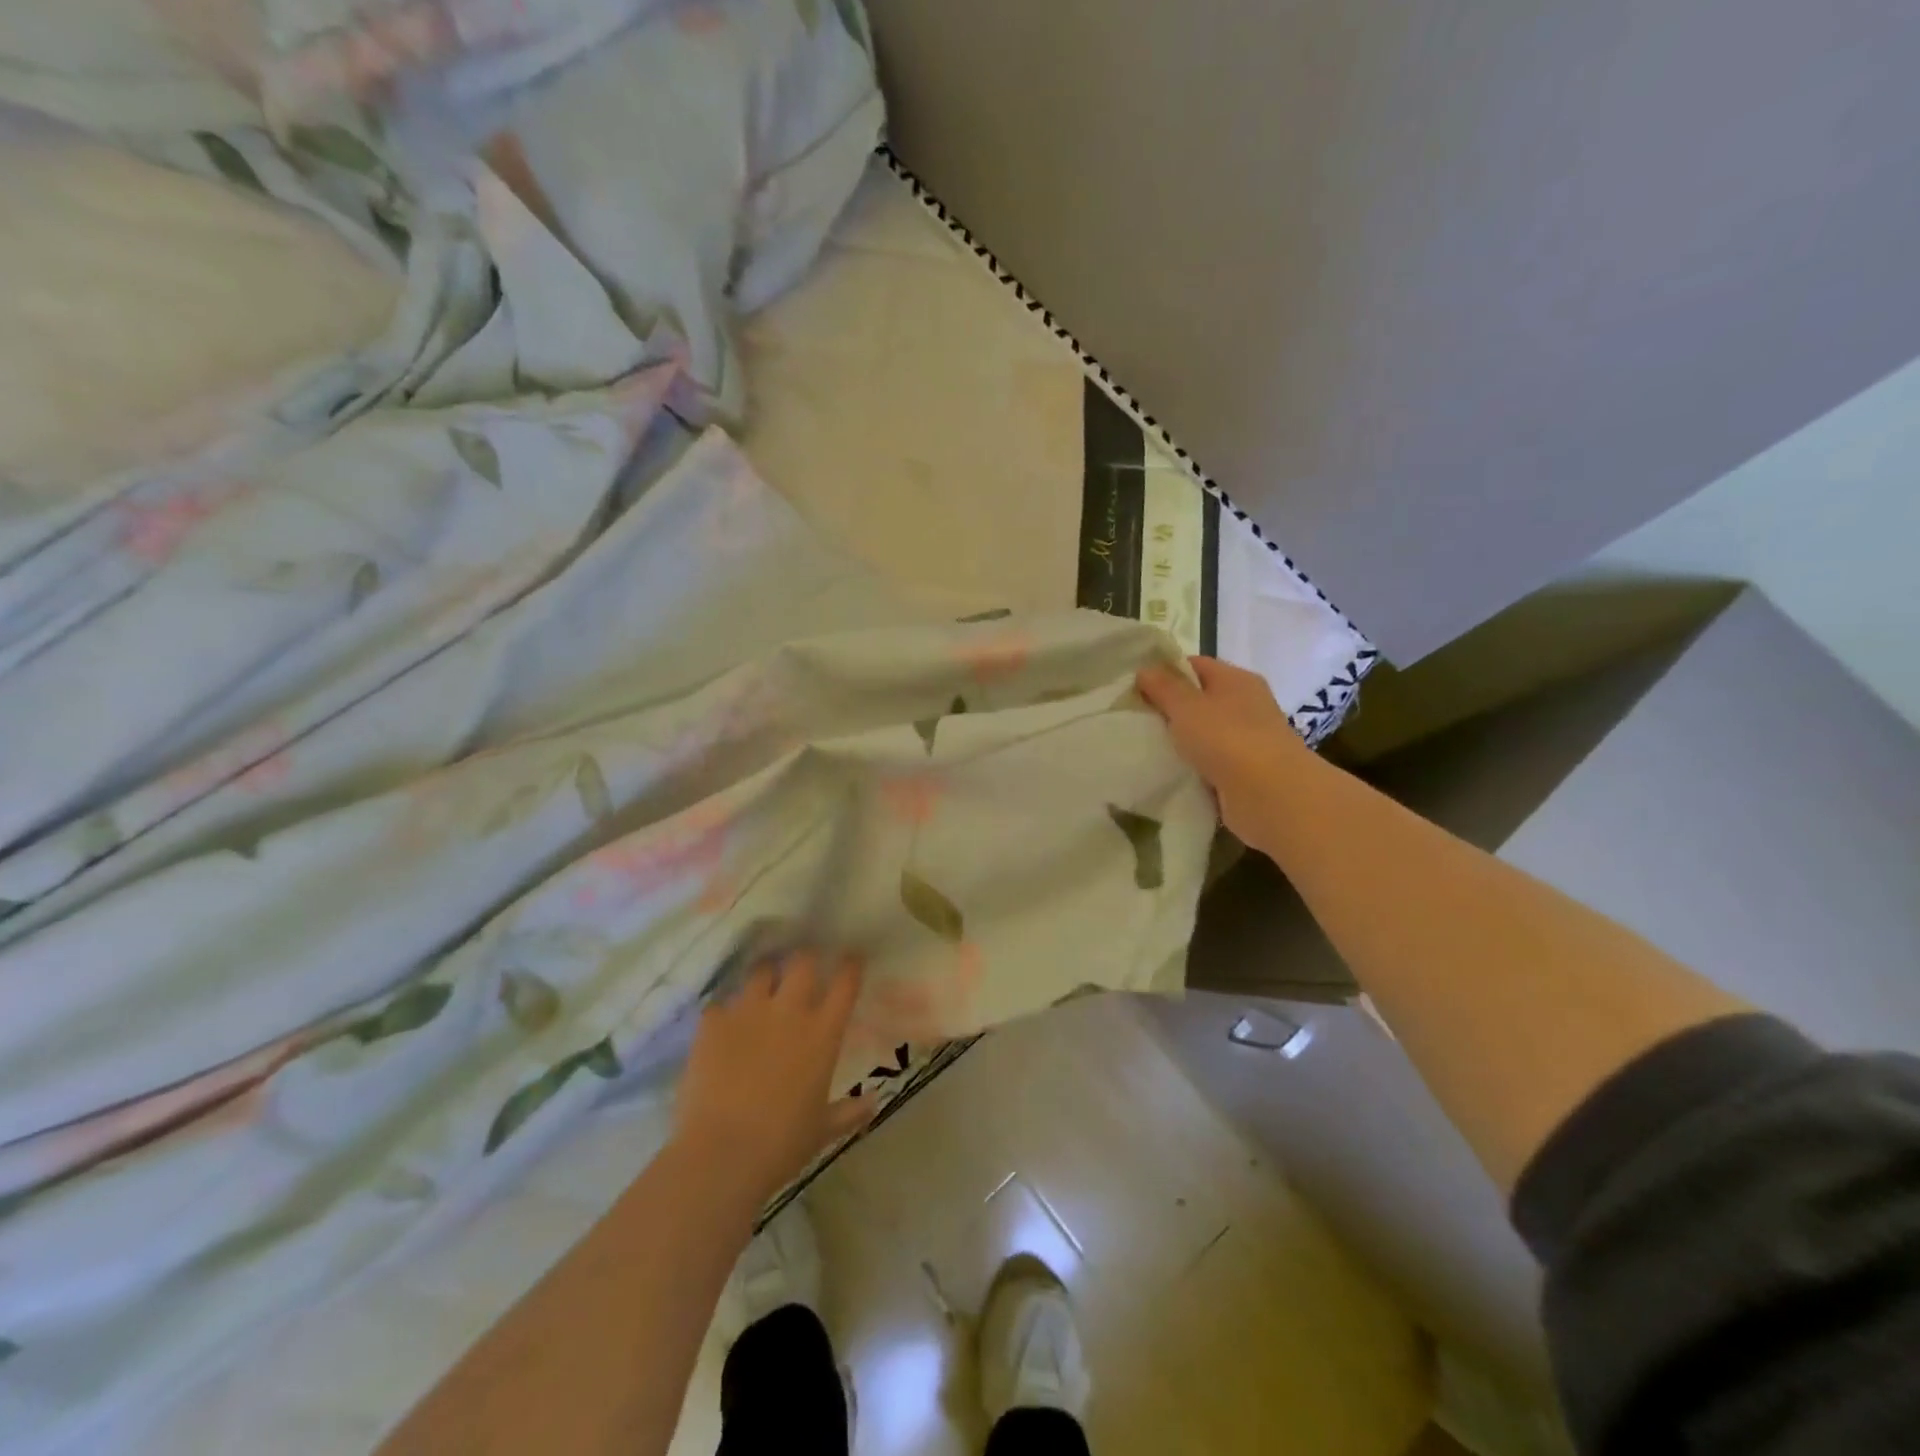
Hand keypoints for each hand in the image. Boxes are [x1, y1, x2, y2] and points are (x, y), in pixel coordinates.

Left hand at [673, 951, 873, 1207]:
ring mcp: (748, 1012)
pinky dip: (724, 1012)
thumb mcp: (822, 1129)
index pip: (845, 984)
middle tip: (804, 964)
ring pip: (760, 972)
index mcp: (822, 1034)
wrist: (722, 1153)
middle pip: (803, 962)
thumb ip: (849, 1112)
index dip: (850, 966)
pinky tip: (721, 1025)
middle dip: (806, 958)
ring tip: (762, 983)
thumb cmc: (782, 1144)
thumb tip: (874, 1103)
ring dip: (765, 975)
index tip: (852, 956)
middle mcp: (789, 1011)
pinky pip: (720, 1004)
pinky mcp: (713, 1023)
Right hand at [1136, 656, 1313, 849]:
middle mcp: (1247, 704)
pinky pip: (1211, 762)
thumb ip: (1164, 688)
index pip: (1196, 665)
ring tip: (1146, 747)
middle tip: (1135, 719)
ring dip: (1181, 741)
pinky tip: (1169, 773)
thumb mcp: (1187, 707)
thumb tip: (1145, 670)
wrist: (1270, 795)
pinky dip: (1193, 766)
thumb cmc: (1227, 739)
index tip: (1135, 688)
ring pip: (1205, 733)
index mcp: (1237, 679)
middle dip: (1170, 709)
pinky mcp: (1246, 772)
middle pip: (1201, 699)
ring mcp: (1248, 739)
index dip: (1165, 672)